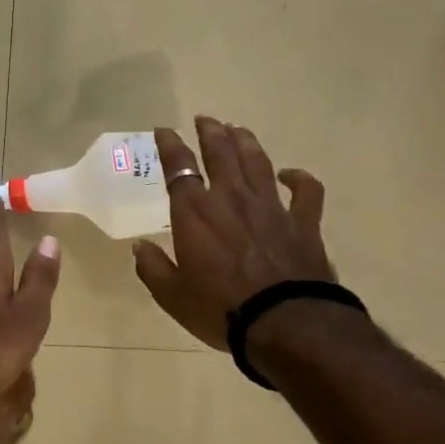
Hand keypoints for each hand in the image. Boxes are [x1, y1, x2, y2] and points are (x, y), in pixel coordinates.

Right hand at [133, 116, 336, 349]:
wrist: (286, 324)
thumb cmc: (221, 309)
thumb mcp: (172, 295)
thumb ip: (152, 267)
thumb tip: (139, 247)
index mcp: (195, 212)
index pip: (179, 167)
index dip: (170, 145)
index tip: (164, 131)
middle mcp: (231, 198)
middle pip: (221, 152)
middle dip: (210, 131)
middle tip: (205, 119)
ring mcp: (271, 206)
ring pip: (258, 161)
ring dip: (246, 141)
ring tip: (237, 129)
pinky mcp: (303, 222)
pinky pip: (305, 191)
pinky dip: (299, 178)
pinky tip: (290, 174)